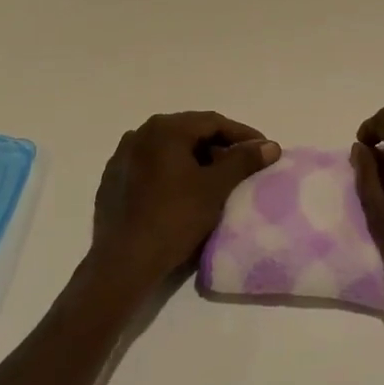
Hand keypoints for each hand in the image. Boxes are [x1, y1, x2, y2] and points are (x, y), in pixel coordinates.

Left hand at [88, 112, 280, 297]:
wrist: (124, 262)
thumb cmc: (174, 218)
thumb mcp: (215, 188)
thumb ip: (243, 161)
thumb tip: (270, 145)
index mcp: (165, 129)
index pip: (212, 122)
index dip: (242, 134)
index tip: (263, 150)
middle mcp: (140, 133)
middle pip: (189, 132)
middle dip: (218, 146)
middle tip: (242, 165)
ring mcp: (123, 156)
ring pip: (169, 149)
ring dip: (195, 159)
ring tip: (216, 179)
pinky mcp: (113, 179)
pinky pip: (151, 166)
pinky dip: (172, 172)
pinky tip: (183, 191)